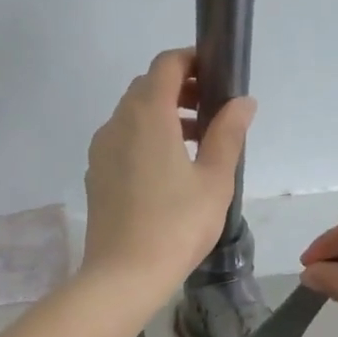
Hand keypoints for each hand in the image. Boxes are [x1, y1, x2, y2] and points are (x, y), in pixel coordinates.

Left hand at [81, 48, 255, 300]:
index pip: (166, 65)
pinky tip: (166, 173)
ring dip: (162, 117)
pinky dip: (144, 140)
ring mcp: (100, 151)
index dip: (192, 61)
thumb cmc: (176, 225)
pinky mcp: (95, 176)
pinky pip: (121, 143)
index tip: (217, 76)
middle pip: (147, 88)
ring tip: (194, 144)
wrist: (122, 275)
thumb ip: (228, 134)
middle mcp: (117, 123)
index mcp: (147, 114)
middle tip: (211, 112)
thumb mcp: (214, 180)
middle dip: (179, 90)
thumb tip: (242, 102)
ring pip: (132, 117)